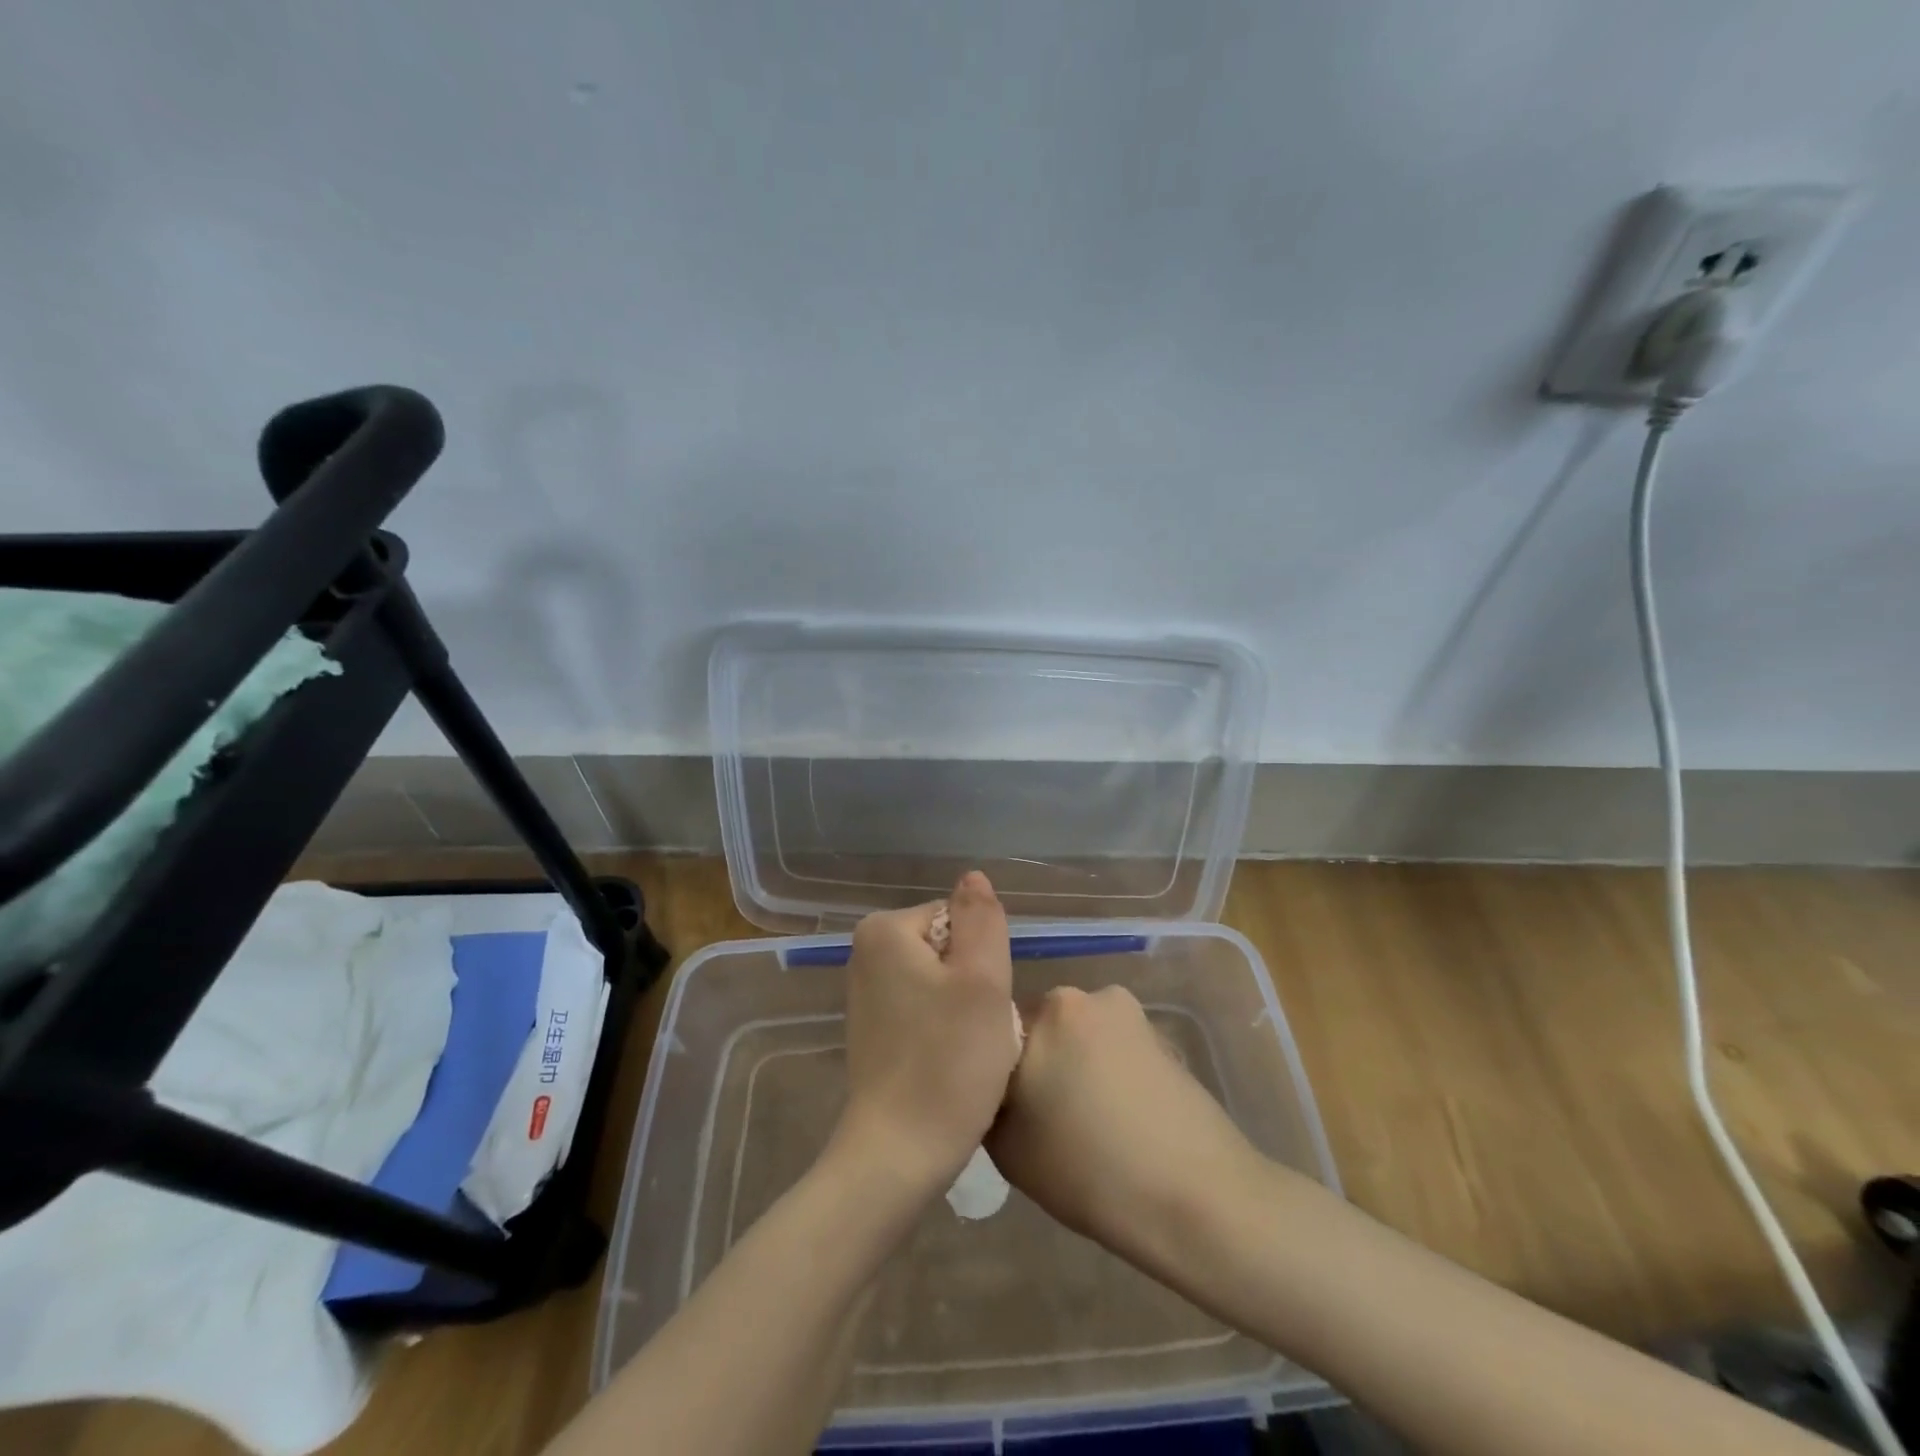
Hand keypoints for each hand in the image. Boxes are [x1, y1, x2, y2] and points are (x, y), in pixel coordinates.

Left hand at [833, 872, 1018, 1197]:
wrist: (898, 1155)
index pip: (960, 919)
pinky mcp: (873, 1029)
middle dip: (973, 984)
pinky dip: (945, 1030)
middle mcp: (866, 952)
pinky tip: (948, 1064)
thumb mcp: (982, 980)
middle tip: (978, 1030)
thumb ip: (982, 918)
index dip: (984, 960)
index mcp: (885, 930)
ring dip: (964, 1010)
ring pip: (942, 981)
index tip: (983, 1003)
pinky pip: (925, 1009)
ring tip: (965, 1050)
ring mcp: (866, 993)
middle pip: (949, 947)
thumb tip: (973, 876)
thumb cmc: (948, 1062)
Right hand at [986, 985, 1265, 1266]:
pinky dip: (1108, 1070)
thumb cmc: (1091, 1174)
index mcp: (1042, 1012)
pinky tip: (1121, 1117)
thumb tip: (991, 1085)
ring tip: (1086, 1120)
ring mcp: (1127, 1010)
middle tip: (1041, 1114)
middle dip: (1037, 1060)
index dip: (994, 1067)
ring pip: (1078, 1035)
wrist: (1198, 1199)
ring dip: (1074, 1063)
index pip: (994, 1028)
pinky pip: (1113, 1045)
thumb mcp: (1007, 1147)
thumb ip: (987, 1099)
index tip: (1002, 1104)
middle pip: (1040, 1026)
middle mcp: (1082, 996)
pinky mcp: (1160, 1032)